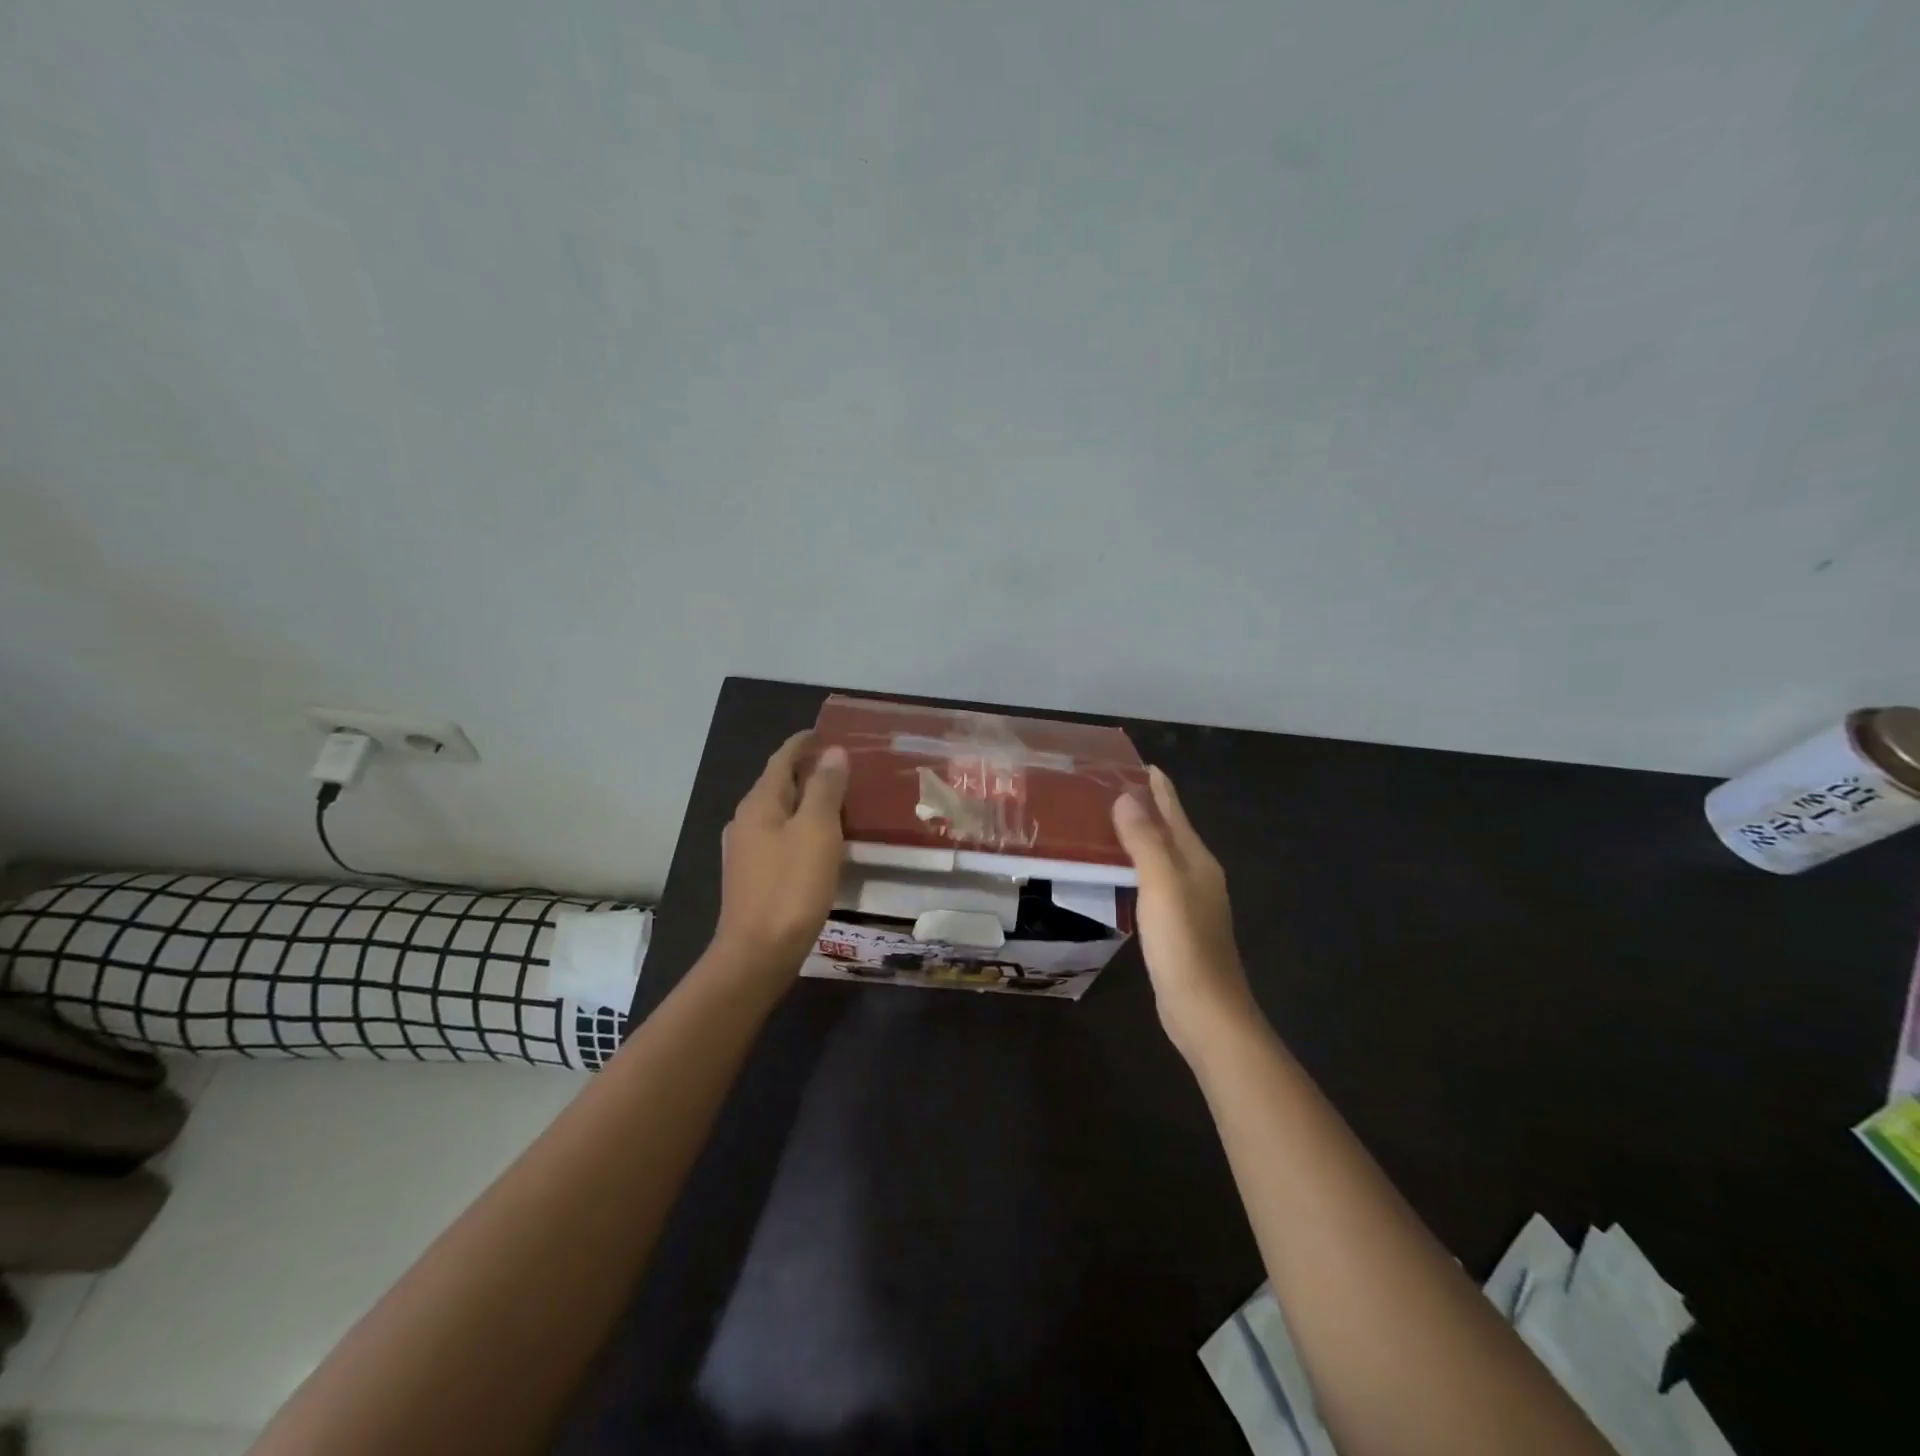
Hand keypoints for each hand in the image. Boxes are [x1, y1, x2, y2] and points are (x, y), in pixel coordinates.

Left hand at [713, 732, 848, 976]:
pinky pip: (780, 836)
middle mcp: (746, 820)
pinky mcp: (752, 875)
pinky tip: (821, 841)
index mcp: (759, 804)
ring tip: (841, 802)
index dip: (805, 743)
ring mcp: (745, 850)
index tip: (829, 732)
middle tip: (846, 768)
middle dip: (809, 771)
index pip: (782, 758)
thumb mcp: (817, 831)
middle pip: (779, 783)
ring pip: (780, 812)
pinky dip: (801, 827)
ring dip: (807, 801)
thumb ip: (826, 789)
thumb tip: (833, 752)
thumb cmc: (791, 888)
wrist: (757, 954)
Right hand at [1112, 767, 1256, 1056]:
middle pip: (1169, 829)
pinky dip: (1136, 865)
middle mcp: (1197, 874)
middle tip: (1105, 787)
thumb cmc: (1183, 944)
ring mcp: (1189, 901)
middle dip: (1144, 805)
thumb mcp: (1161, 886)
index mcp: (1196, 860)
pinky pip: (1153, 880)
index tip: (1133, 761)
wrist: (1205, 1011)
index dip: (1156, 785)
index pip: (1174, 810)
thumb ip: (1144, 841)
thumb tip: (1126, 797)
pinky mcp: (1177, 924)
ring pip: (1161, 855)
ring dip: (1138, 835)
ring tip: (1105, 821)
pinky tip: (1118, 871)